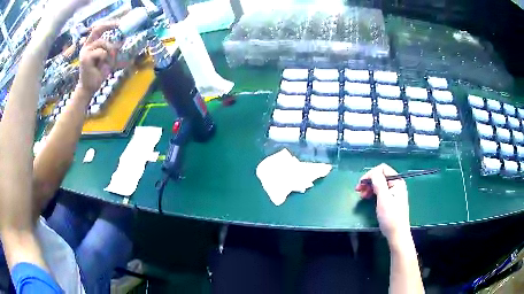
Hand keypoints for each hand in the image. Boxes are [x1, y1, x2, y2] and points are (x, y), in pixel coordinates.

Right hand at [77, 22, 118, 95]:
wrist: (89, 88)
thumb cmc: (98, 73)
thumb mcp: (109, 59)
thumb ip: (114, 50)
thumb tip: (123, 40)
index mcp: (91, 44)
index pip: (99, 28)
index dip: (109, 23)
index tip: (120, 22)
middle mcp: (86, 46)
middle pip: (98, 29)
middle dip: (110, 25)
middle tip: (120, 25)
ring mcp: (85, 51)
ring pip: (103, 43)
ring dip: (110, 51)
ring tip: (108, 62)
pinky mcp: (85, 58)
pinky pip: (101, 52)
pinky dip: (106, 58)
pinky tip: (101, 66)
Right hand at [355, 164, 410, 243]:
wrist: (397, 234)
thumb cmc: (390, 217)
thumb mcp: (384, 199)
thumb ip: (379, 183)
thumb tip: (373, 172)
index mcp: (397, 181)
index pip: (382, 169)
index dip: (370, 174)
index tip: (361, 184)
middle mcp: (396, 184)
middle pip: (380, 176)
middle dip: (369, 181)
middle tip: (358, 190)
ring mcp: (394, 192)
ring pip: (379, 184)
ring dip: (369, 187)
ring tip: (361, 196)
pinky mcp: (391, 200)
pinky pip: (381, 191)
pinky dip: (373, 193)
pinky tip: (367, 198)